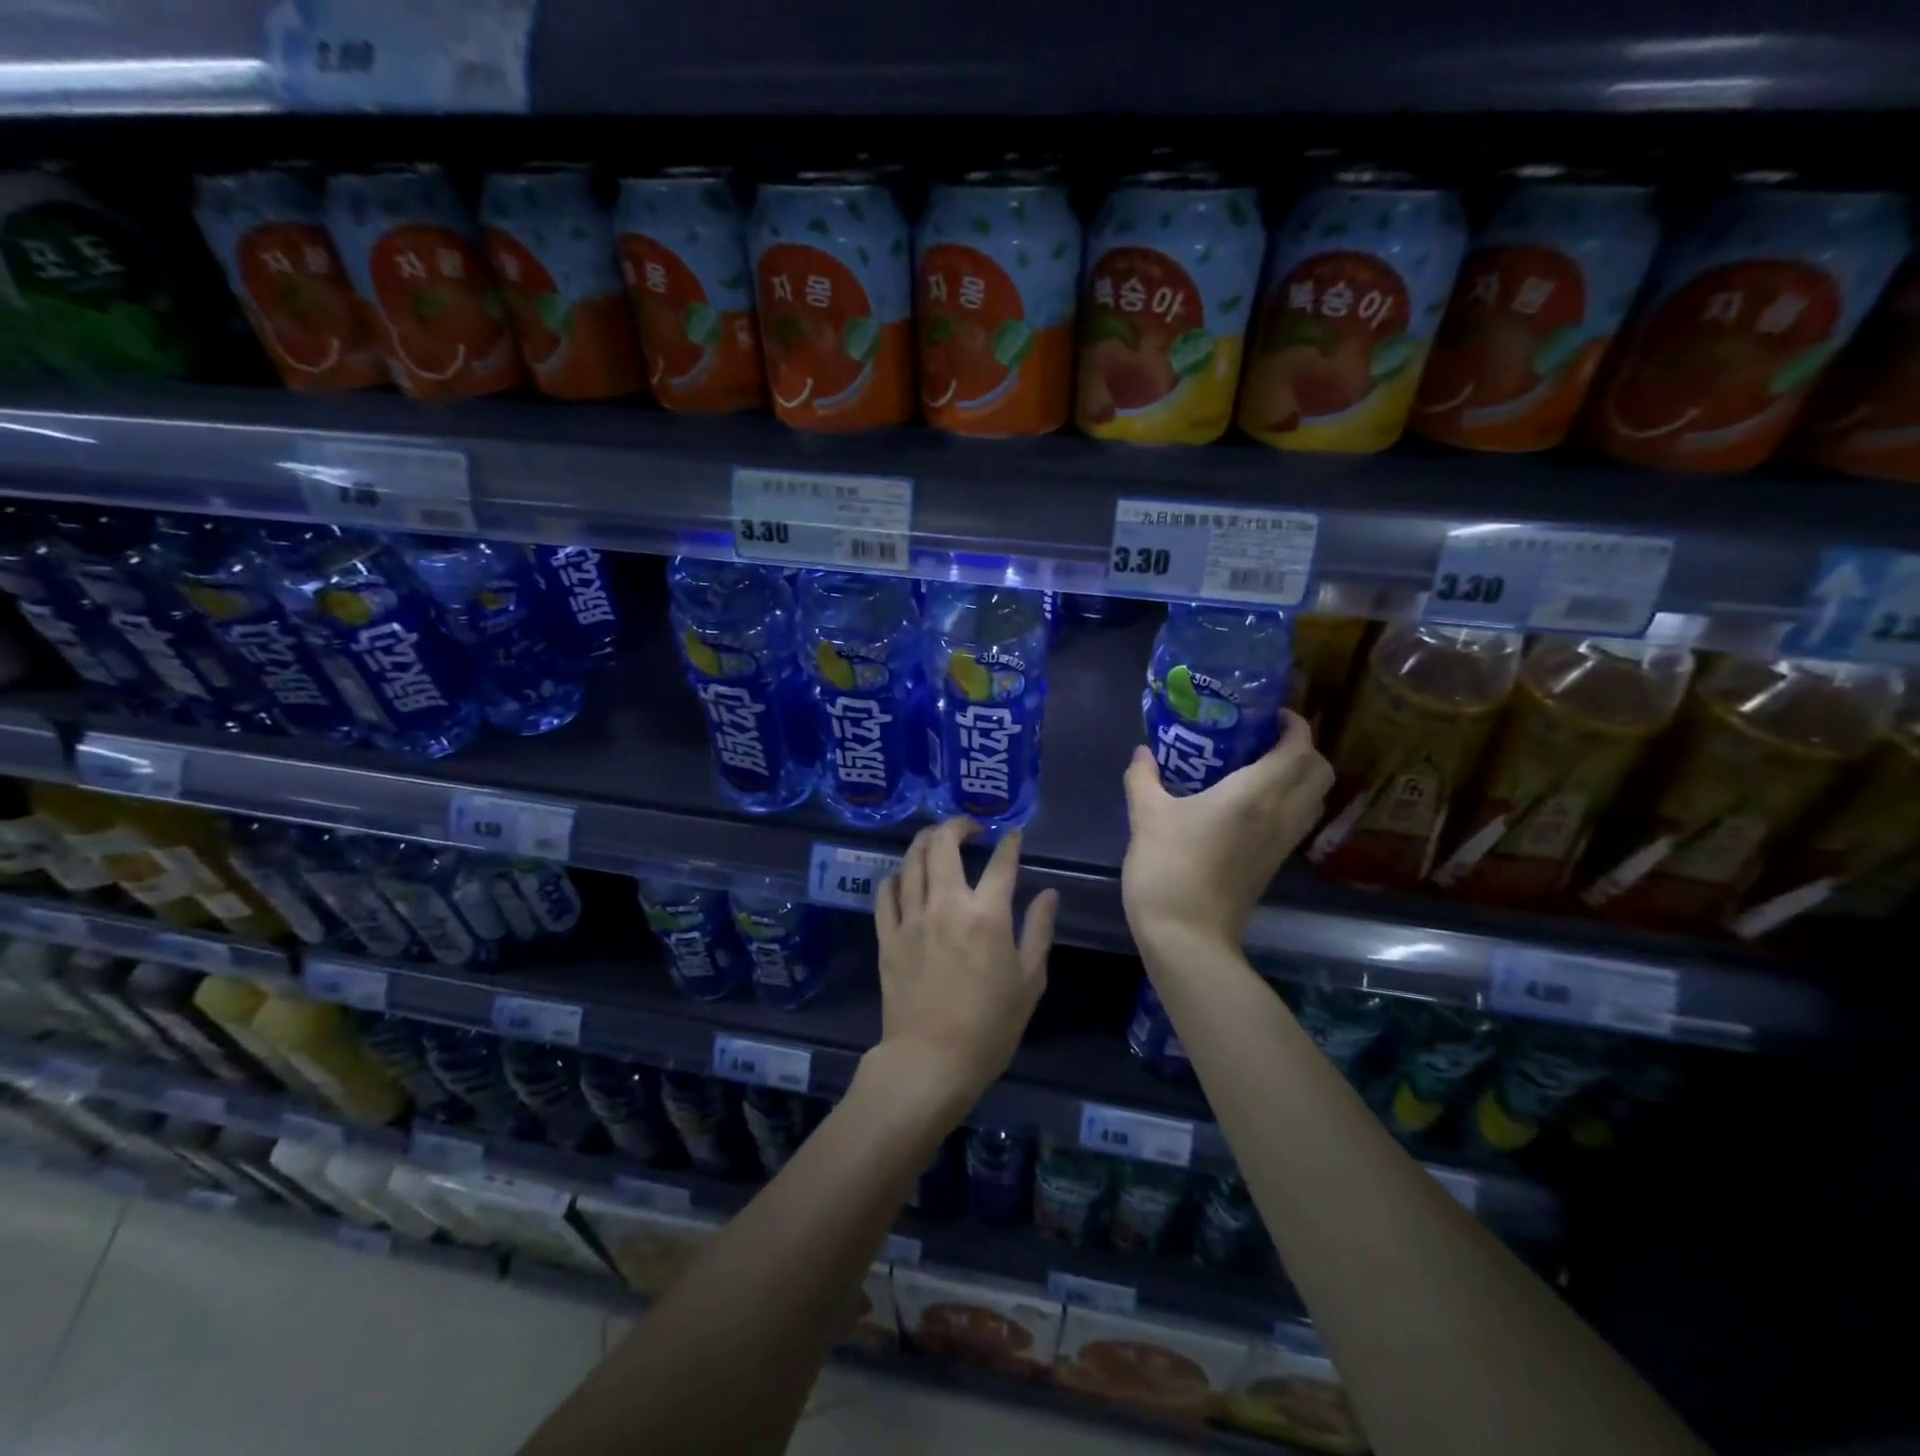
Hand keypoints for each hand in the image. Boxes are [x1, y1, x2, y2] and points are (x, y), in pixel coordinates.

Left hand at [872, 818, 1058, 1111]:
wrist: (931, 1061)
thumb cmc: (990, 1026)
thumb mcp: (1029, 980)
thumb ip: (1039, 930)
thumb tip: (1048, 894)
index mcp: (987, 915)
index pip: (1001, 863)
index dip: (1010, 842)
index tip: (1013, 834)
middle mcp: (946, 905)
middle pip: (943, 845)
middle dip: (956, 825)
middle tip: (969, 828)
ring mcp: (912, 918)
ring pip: (911, 861)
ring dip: (925, 841)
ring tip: (936, 840)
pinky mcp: (887, 936)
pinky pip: (886, 893)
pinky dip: (896, 877)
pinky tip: (904, 877)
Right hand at [1122, 710, 1333, 951]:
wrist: (1186, 935)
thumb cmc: (1168, 867)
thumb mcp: (1146, 815)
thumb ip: (1144, 777)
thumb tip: (1143, 752)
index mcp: (1256, 794)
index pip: (1299, 747)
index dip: (1294, 724)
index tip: (1269, 714)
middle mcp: (1281, 814)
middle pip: (1320, 771)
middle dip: (1302, 748)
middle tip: (1263, 740)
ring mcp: (1282, 843)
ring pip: (1314, 798)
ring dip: (1298, 776)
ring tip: (1257, 767)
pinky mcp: (1274, 864)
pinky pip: (1297, 820)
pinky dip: (1288, 802)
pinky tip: (1247, 804)